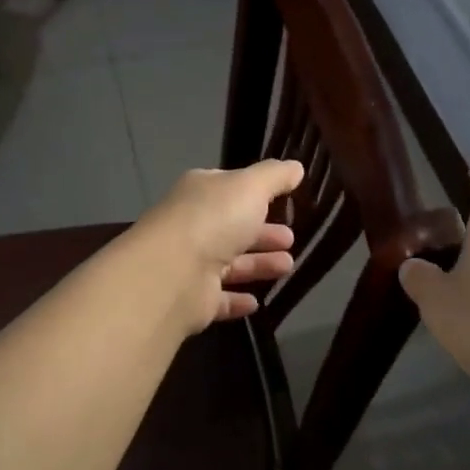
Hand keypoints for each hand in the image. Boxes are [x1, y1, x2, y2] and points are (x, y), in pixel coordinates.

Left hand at [133, 160, 303, 334]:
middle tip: (291, 239)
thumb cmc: (214, 220)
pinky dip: (237, 299)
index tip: (285, 201)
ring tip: (288, 266)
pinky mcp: (193, 299)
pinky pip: (219, 298)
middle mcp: (193, 225)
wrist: (173, 274)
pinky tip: (256, 302)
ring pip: (231, 263)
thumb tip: (295, 168)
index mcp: (201, 192)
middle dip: (264, 232)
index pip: (231, 188)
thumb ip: (275, 176)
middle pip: (233, 227)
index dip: (257, 193)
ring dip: (259, 264)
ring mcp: (190, 264)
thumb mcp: (251, 186)